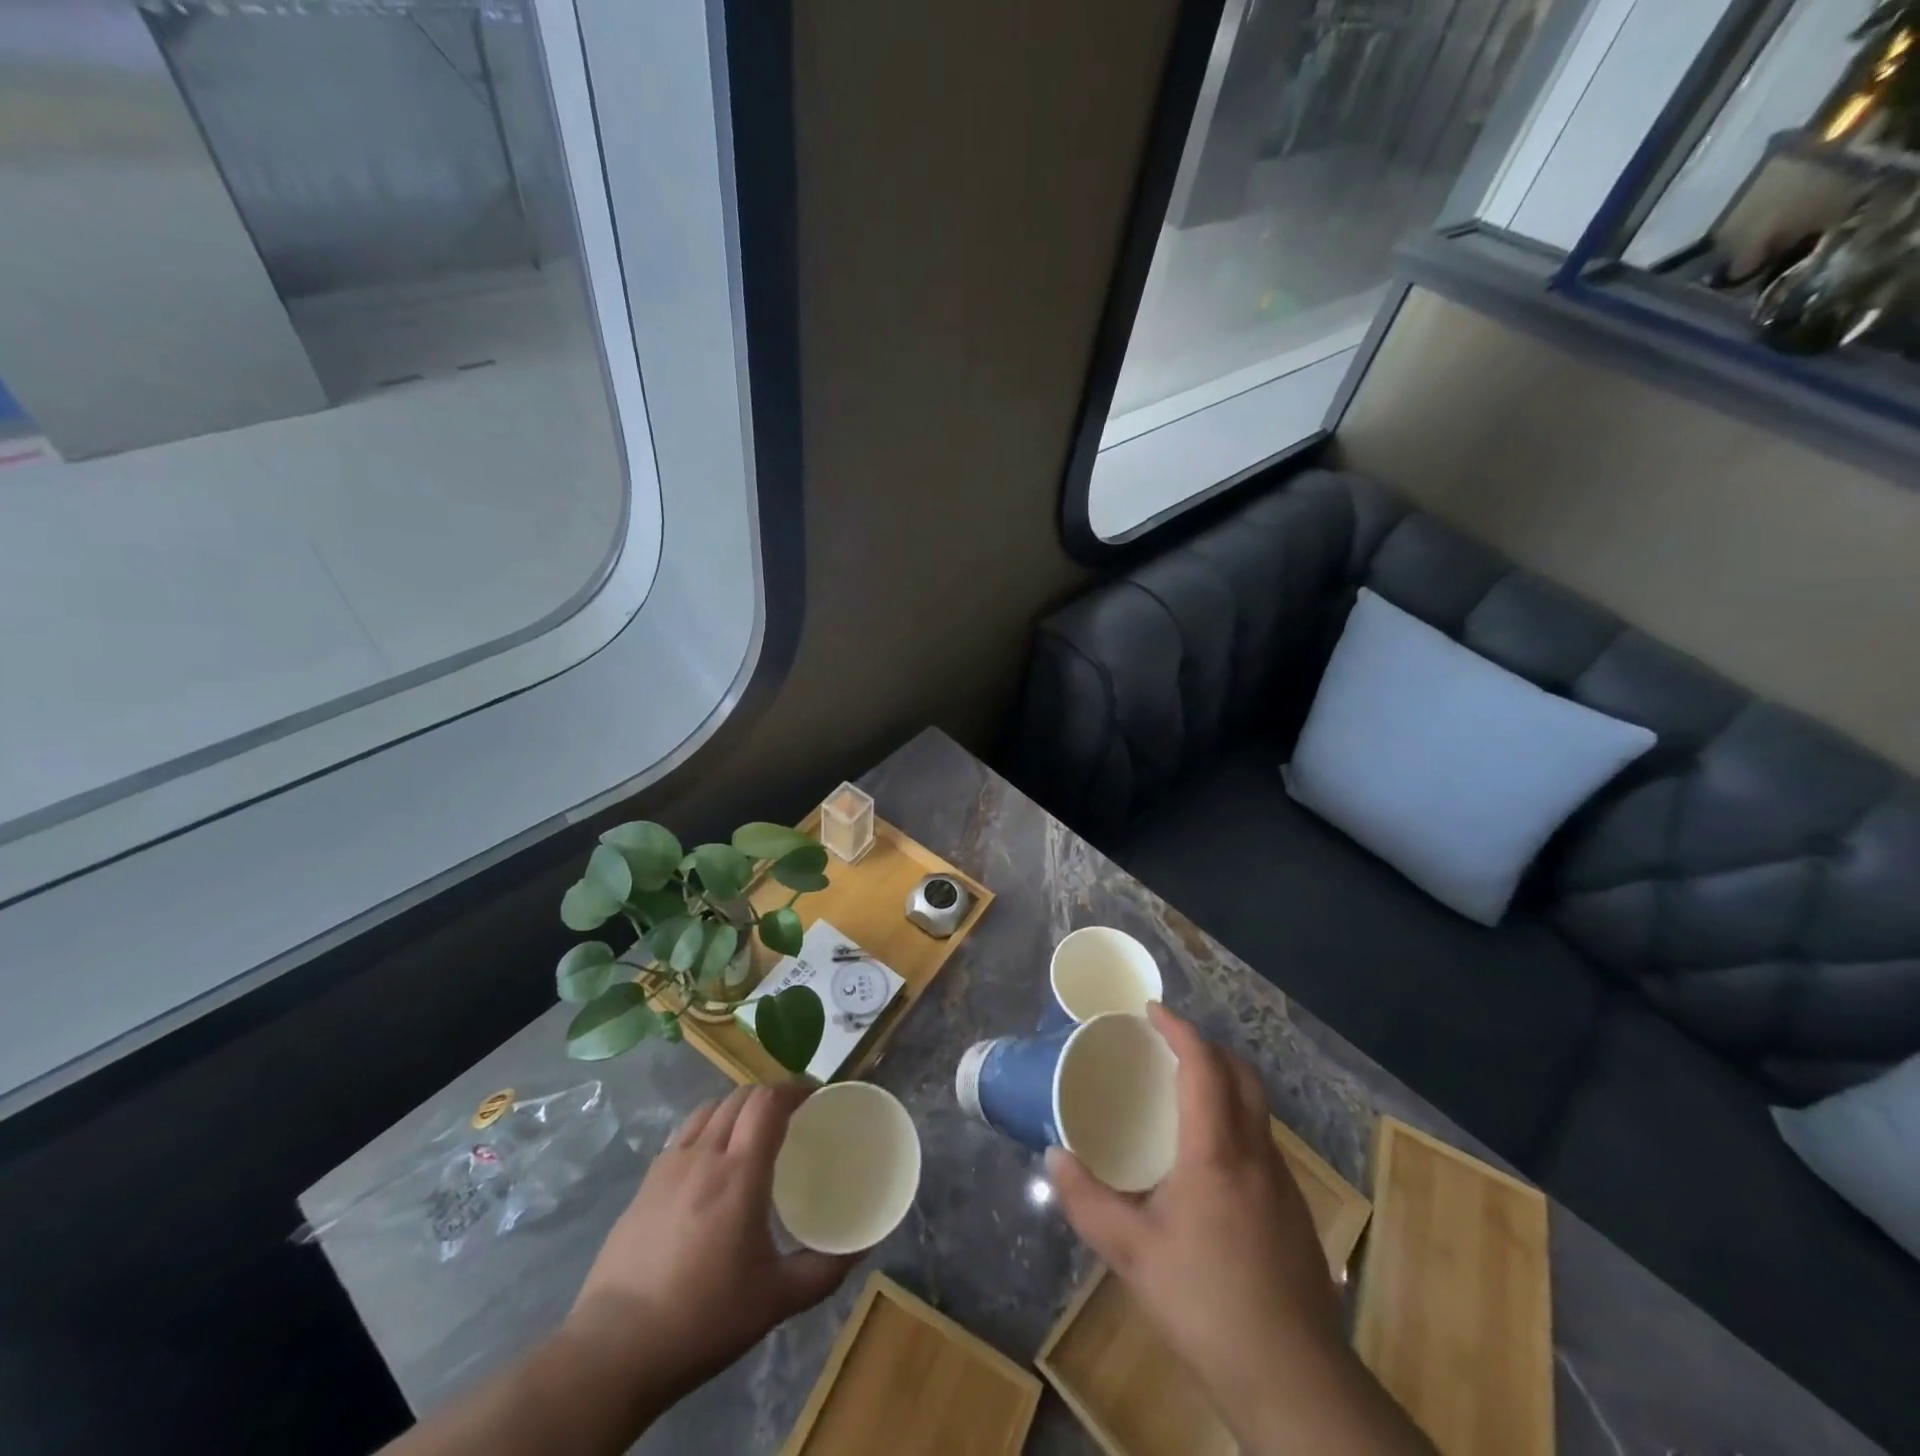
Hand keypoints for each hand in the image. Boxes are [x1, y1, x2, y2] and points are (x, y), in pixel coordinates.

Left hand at [565, 1085, 853, 1405]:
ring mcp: (668, 1166)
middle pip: (740, 1096)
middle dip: (769, 1095)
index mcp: (740, 1172)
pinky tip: (711, 1163)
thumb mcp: (776, 1300)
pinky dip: (707, 1129)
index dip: (794, 1088)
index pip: (768, 1100)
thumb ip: (824, 1270)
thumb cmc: (703, 1318)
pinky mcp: (644, 1184)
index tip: (815, 1097)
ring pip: (709, 1109)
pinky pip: (684, 1135)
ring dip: (737, 1107)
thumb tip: (863, 1247)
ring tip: (752, 1132)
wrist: (614, 1350)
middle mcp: (704, 1155)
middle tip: (791, 1115)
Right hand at [1048, 1006, 1434, 1455]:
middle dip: (1207, 1047)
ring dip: (1225, 1082)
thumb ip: (1087, 1201)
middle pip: (1241, 1074)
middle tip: (1167, 1046)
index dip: (1179, 1029)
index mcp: (1216, 1151)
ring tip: (1184, 1095)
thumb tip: (1055, 1156)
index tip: (1151, 1011)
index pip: (1203, 1065)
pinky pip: (1263, 1141)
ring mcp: (1283, 1182)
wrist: (1294, 1383)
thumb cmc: (1205, 1305)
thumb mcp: (1131, 1255)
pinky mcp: (1294, 1211)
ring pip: (1258, 1107)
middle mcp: (1256, 1152)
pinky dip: (1236, 1121)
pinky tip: (1211, 1160)